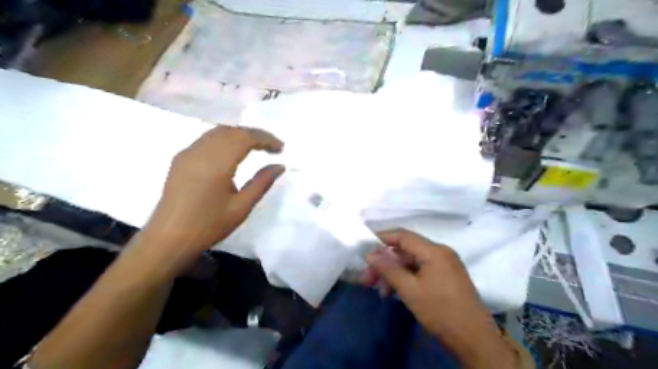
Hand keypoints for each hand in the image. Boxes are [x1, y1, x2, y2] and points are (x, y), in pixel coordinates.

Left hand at [139, 127, 283, 271]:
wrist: (168, 239)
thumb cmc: (208, 226)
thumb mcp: (241, 207)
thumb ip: (262, 182)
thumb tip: (279, 166)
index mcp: (216, 163)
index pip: (245, 137)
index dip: (265, 138)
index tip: (281, 148)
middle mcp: (200, 151)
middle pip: (232, 130)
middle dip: (255, 134)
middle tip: (272, 147)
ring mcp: (187, 153)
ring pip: (218, 132)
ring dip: (239, 135)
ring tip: (256, 148)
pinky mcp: (180, 159)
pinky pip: (206, 139)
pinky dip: (225, 139)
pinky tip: (232, 153)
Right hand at [365, 229, 518, 366]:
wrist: (475, 340)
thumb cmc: (441, 312)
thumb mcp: (410, 290)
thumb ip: (389, 269)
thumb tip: (370, 254)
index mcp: (434, 251)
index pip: (403, 236)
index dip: (382, 238)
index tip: (365, 246)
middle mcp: (441, 252)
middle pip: (406, 250)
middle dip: (385, 263)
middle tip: (367, 278)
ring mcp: (446, 264)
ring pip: (413, 262)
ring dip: (395, 273)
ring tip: (380, 291)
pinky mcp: (448, 276)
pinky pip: (422, 270)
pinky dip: (407, 278)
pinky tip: (395, 291)